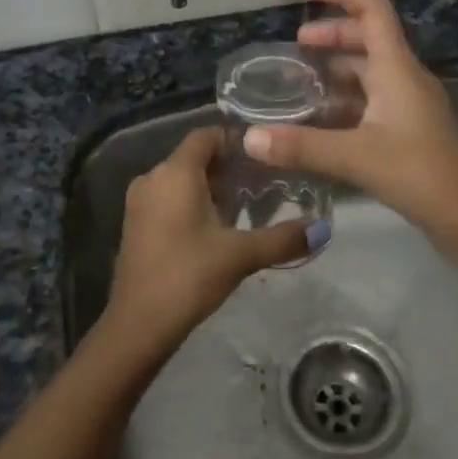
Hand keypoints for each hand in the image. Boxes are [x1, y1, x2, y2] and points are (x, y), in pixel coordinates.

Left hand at [101, 128, 324, 355]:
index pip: (206, 135)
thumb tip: (323, 230)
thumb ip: (283, 238)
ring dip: (209, 187)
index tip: (263, 154)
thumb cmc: (189, 276)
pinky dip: (190, 202)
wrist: (138, 323)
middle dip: (226, 167)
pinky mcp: (135, 223)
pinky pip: (167, 197)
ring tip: (243, 206)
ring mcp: (139, 200)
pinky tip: (214, 228)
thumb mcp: (241, 255)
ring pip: (179, 179)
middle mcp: (153, 177)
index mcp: (175, 172)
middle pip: (193, 157)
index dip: (234, 139)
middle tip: (261, 183)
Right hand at [244, 0, 457, 232]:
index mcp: (397, 68)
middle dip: (332, 34)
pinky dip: (347, 94)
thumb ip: (300, 145)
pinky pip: (374, 95)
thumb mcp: (355, 156)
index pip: (372, 10)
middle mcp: (406, 76)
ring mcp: (411, 102)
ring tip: (303, 77)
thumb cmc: (418, 173)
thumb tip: (249, 138)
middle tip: (296, 45)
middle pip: (369, 37)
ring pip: (371, 68)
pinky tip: (324, 115)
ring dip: (339, 65)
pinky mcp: (410, 126)